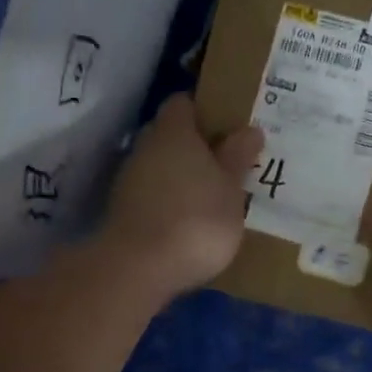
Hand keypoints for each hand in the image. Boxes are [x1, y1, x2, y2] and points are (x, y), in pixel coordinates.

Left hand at [101, 94, 262, 299]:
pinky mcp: (122, 210)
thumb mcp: (231, 189)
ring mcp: (129, 179)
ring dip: (181, 174)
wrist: (139, 268)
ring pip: (159, 165)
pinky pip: (151, 193)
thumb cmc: (196, 218)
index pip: (183, 103)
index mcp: (173, 131)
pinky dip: (168, 199)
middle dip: (195, 144)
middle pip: (170, 134)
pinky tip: (189, 219)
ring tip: (211, 193)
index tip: (228, 125)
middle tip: (226, 160)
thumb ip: (238, 157)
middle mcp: (146, 146)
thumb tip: (249, 129)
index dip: (204, 110)